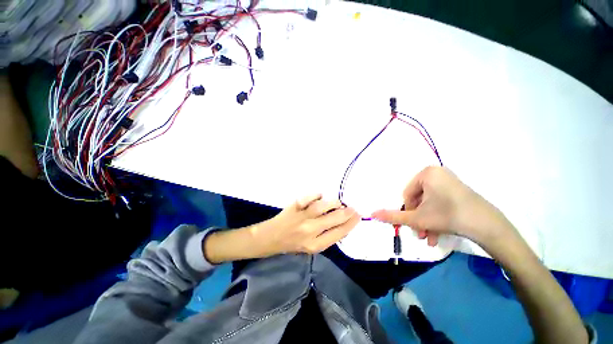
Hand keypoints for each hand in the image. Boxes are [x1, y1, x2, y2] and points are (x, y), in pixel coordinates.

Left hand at [252, 194, 359, 254]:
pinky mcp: (294, 207)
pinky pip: (308, 198)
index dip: (351, 223)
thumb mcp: (311, 247)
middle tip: (352, 207)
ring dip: (333, 203)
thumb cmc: (292, 244)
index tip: (358, 216)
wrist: (271, 238)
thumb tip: (343, 223)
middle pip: (333, 219)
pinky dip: (317, 195)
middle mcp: (309, 232)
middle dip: (346, 212)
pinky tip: (321, 196)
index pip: (339, 233)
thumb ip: (327, 237)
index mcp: (315, 245)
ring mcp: (301, 218)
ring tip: (338, 202)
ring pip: (322, 207)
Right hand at [371, 166, 511, 245]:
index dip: (408, 211)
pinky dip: (438, 218)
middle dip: (418, 219)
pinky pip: (441, 203)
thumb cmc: (448, 216)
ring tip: (430, 238)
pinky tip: (439, 234)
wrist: (488, 226)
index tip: (414, 224)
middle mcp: (437, 174)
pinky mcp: (459, 191)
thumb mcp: (417, 218)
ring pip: (429, 204)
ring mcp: (450, 181)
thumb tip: (372, 214)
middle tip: (420, 234)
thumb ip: (393, 216)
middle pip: (418, 200)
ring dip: (427, 222)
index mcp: (426, 174)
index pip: (407, 194)